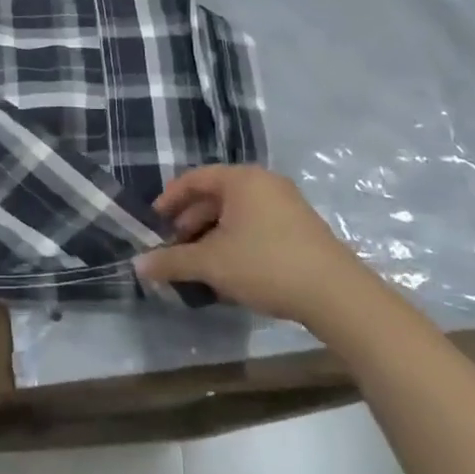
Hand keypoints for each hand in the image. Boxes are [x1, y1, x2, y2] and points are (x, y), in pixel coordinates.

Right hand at [135, 165, 354, 322]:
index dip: (168, 201)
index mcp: (241, 179)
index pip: (194, 179)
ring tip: (197, 265)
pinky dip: (235, 241)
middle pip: (214, 196)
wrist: (336, 294)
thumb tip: (138, 265)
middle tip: (173, 249)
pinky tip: (228, 271)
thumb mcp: (212, 264)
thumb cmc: (266, 265)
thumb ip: (172, 261)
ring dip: (211, 235)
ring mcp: (285, 203)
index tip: (153, 225)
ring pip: (235, 213)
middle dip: (189, 223)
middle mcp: (263, 182)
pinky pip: (255, 224)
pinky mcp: (300, 227)